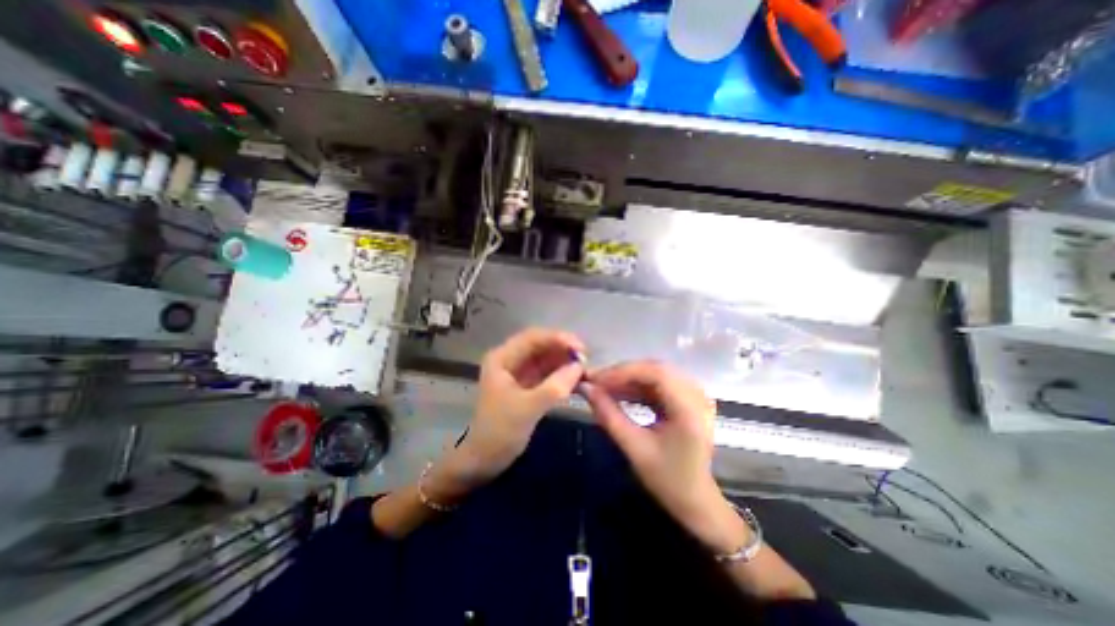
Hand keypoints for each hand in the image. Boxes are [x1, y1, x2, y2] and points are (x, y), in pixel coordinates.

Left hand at [460, 328, 587, 479]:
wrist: (484, 461)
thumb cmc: (499, 432)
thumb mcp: (527, 409)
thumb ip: (554, 387)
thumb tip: (580, 366)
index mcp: (502, 358)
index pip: (533, 337)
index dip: (558, 338)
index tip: (581, 348)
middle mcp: (511, 360)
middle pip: (541, 345)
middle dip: (563, 350)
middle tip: (587, 359)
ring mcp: (520, 372)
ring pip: (547, 359)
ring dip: (565, 362)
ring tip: (585, 370)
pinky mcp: (528, 385)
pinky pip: (548, 373)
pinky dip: (562, 375)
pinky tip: (577, 379)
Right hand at [580, 362, 743, 551]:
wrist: (695, 501)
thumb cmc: (667, 480)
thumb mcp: (633, 448)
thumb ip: (608, 415)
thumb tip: (585, 388)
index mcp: (690, 410)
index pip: (656, 373)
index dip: (623, 372)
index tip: (595, 379)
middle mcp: (697, 395)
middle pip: (655, 369)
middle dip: (623, 373)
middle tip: (595, 381)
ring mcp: (695, 395)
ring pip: (655, 373)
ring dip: (628, 379)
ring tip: (602, 387)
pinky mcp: (688, 399)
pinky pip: (658, 383)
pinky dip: (637, 386)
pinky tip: (619, 392)